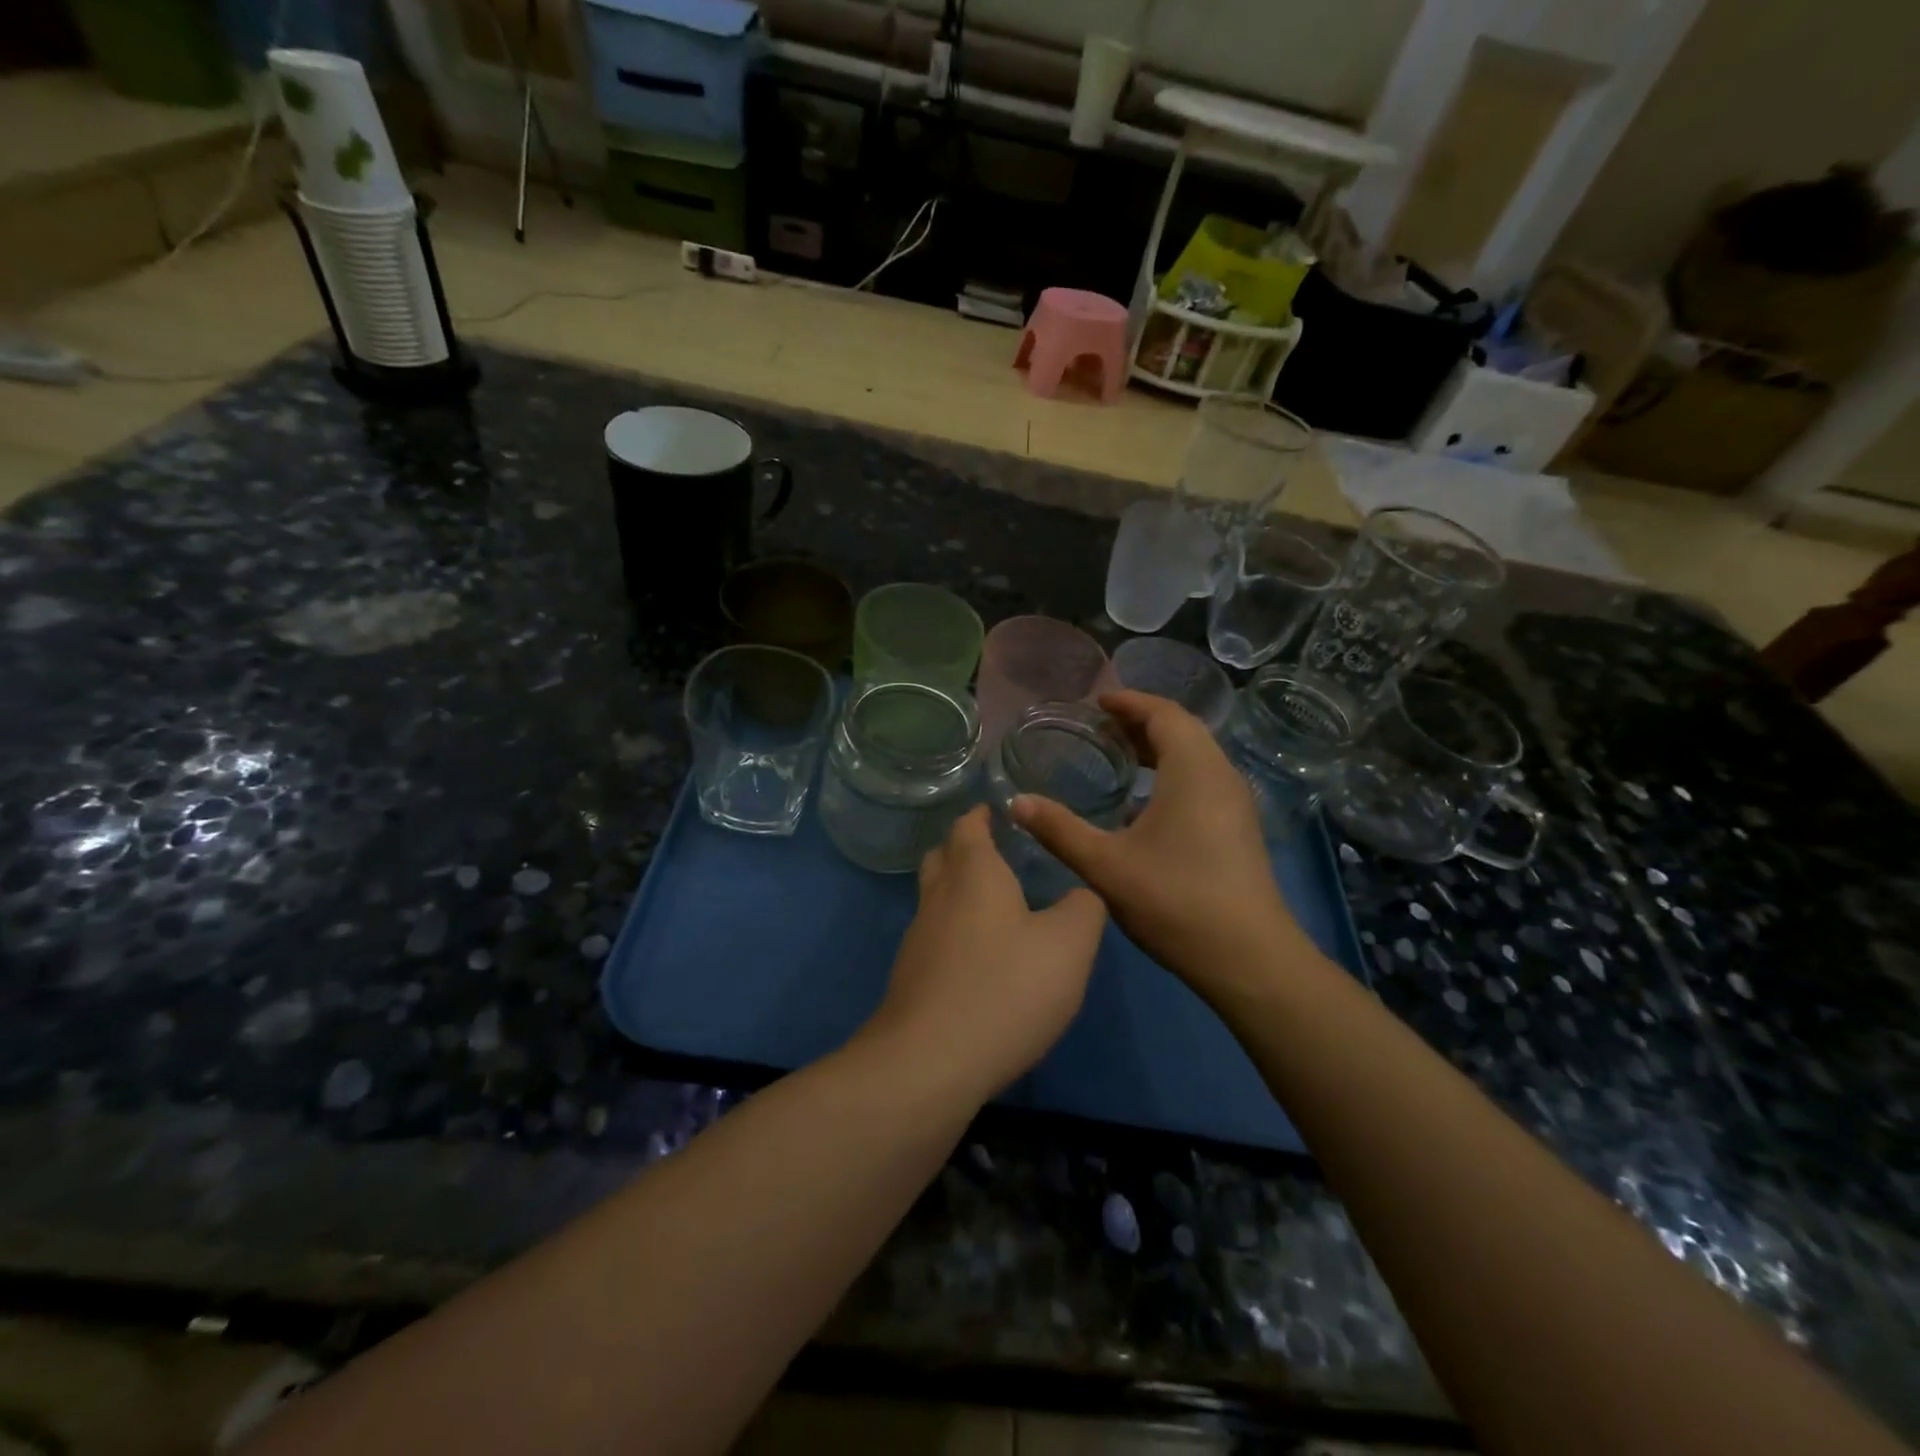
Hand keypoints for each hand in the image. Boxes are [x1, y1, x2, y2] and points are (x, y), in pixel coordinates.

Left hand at [863, 806, 1106, 1101]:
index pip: (968, 826)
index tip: (998, 811)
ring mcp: (918, 939)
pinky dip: (955, 934)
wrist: (930, 1062)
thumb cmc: (1005, 988)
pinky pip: (935, 939)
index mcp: (974, 873)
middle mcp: (938, 897)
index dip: (981, 815)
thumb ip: (1084, 909)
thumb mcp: (1069, 945)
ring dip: (959, 894)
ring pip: (935, 899)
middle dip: (964, 849)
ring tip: (996, 907)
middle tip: (997, 853)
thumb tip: (1082, 893)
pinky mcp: (911, 979)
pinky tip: (981, 960)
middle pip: (942, 857)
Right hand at [1010, 690, 1307, 1003]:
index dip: (1129, 702)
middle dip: (1140, 722)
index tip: (1096, 702)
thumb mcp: (1105, 865)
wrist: (1249, 959)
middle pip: (1182, 730)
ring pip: (1196, 756)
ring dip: (1158, 748)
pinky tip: (1142, 805)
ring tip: (1118, 758)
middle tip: (1099, 728)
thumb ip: (1059, 829)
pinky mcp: (1238, 828)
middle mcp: (1220, 776)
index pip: (1164, 713)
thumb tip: (1016, 802)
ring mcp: (1235, 803)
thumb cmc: (1175, 900)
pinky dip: (1172, 774)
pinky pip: (1203, 780)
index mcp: (1193, 770)